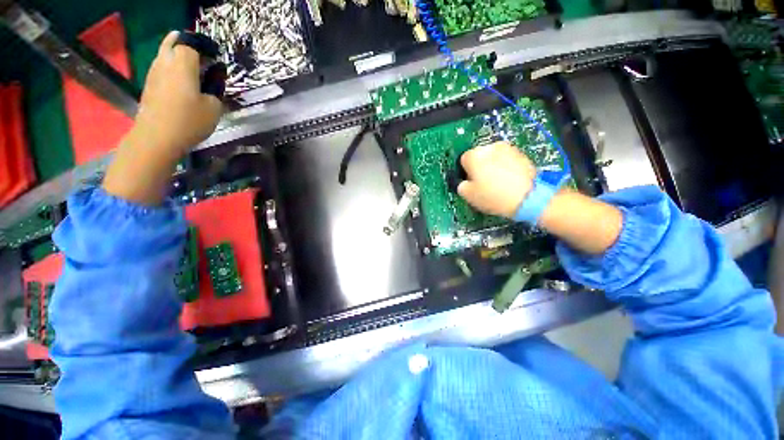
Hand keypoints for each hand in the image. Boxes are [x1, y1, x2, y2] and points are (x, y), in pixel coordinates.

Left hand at [103, 32, 222, 205]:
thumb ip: (215, 90)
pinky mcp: (149, 84)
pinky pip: (161, 67)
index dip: (205, 49)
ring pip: (165, 53)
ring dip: (178, 57)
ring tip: (193, 69)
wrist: (157, 137)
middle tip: (201, 57)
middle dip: (187, 44)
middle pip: (174, 41)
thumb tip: (213, 81)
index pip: (193, 45)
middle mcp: (165, 62)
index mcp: (183, 64)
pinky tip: (181, 82)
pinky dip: (171, 68)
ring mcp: (154, 72)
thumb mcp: (214, 108)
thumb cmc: (189, 121)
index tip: (216, 59)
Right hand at [457, 141, 536, 217]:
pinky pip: (506, 160)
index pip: (463, 160)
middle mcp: (490, 147)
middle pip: (479, 156)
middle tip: (483, 183)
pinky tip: (508, 181)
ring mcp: (508, 149)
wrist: (528, 197)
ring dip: (492, 166)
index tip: (470, 182)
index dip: (465, 172)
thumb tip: (464, 183)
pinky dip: (505, 167)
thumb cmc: (494, 196)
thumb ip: (461, 186)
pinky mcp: (521, 154)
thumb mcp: (468, 195)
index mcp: (474, 155)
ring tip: (497, 183)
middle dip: (479, 167)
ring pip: (493, 157)